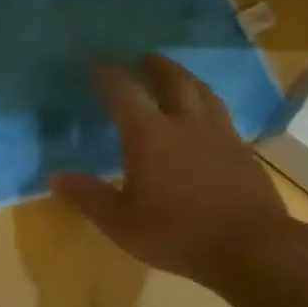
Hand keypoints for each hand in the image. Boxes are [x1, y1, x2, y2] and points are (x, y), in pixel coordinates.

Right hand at [49, 54, 293, 285]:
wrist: (253, 249)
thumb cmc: (177, 233)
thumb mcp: (120, 222)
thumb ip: (87, 196)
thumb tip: (54, 176)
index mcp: (150, 136)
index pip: (123, 93)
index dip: (106, 74)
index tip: (93, 61)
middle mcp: (186, 125)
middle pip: (173, 81)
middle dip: (155, 66)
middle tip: (143, 57)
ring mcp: (220, 136)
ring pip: (204, 94)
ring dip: (186, 79)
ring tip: (177, 77)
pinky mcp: (244, 153)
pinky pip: (222, 116)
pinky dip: (208, 106)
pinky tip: (206, 119)